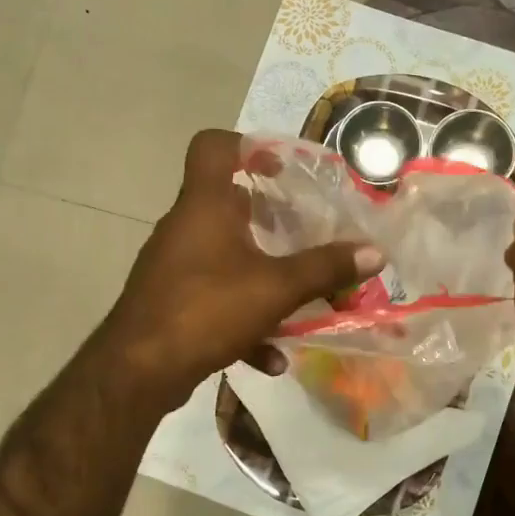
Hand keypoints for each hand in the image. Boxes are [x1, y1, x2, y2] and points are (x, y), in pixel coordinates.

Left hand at [103, 130, 381, 406]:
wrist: (138, 371)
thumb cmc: (207, 309)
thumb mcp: (276, 288)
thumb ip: (325, 269)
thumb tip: (375, 253)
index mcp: (204, 206)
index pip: (213, 147)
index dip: (247, 144)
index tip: (281, 166)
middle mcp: (185, 227)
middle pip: (226, 203)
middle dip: (269, 218)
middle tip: (304, 232)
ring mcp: (173, 266)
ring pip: (224, 256)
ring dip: (261, 273)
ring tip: (297, 294)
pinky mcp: (170, 302)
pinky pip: (215, 298)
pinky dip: (243, 319)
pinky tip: (271, 357)